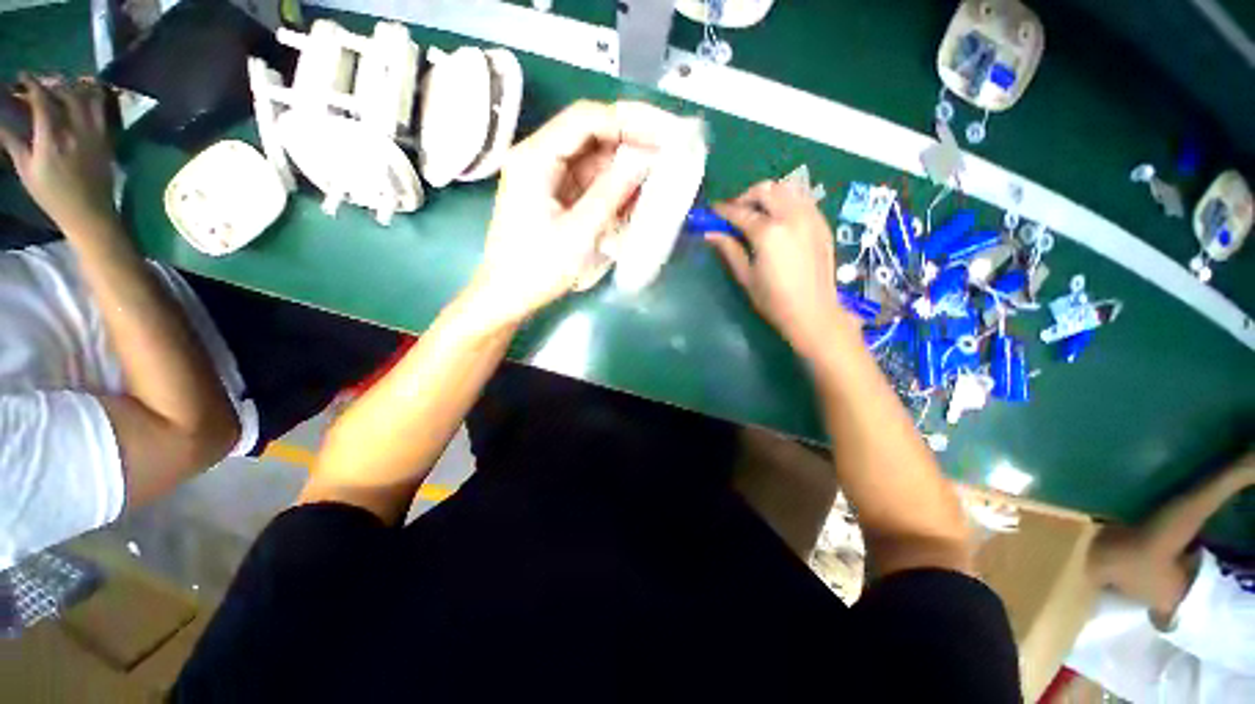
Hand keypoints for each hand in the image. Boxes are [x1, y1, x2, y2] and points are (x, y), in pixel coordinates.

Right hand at [0, 74, 116, 233]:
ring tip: (61, 84)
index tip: (22, 76)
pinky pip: (102, 110)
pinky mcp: (106, 139)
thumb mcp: (26, 170)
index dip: (31, 84)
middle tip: (40, 81)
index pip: (41, 100)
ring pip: (86, 97)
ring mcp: (93, 134)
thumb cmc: (52, 195)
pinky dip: (93, 95)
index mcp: (51, 138)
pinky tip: (85, 92)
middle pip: (65, 94)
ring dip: (73, 86)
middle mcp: (74, 131)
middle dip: (51, 82)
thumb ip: (14, 142)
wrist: (89, 213)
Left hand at [468, 100, 680, 327]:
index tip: (664, 133)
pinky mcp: (555, 197)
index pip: (586, 119)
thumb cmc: (537, 269)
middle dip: (631, 141)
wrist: (507, 296)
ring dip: (624, 166)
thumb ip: (612, 192)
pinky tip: (636, 193)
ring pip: (593, 160)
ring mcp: (547, 178)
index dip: (628, 121)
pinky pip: (589, 182)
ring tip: (660, 173)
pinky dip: (613, 187)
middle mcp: (539, 158)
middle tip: (670, 151)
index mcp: (535, 158)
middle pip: (590, 135)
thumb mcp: (579, 232)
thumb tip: (645, 158)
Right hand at [706, 180, 855, 361]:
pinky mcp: (822, 224)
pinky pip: (802, 199)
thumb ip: (729, 249)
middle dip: (746, 197)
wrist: (813, 312)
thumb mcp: (746, 276)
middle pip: (766, 190)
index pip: (741, 212)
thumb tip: (710, 233)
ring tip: (758, 212)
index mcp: (769, 232)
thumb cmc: (774, 299)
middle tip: (736, 213)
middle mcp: (791, 216)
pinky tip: (779, 219)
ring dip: (768, 195)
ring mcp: (811, 217)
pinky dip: (787, 200)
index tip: (713, 212)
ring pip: (787, 188)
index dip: (724, 211)